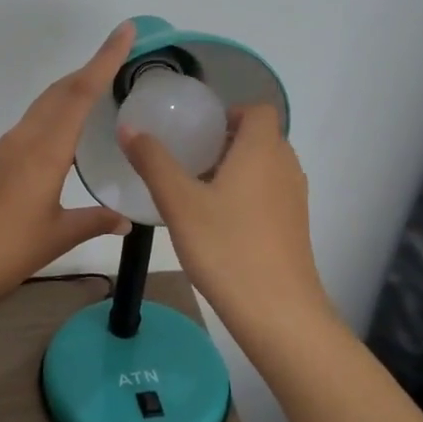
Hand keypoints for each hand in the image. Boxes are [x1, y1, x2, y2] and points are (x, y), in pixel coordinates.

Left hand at [0, 23, 135, 313]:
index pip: (80, 94)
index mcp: (45, 151)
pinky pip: (30, 126)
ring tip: (97, 89)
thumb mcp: (57, 236)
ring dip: (70, 91)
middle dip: (89, 70)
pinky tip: (62, 133)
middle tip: (118, 56)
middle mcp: (23, 140)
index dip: (105, 60)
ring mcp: (4, 151)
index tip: (124, 31)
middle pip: (59, 92)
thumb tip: (125, 220)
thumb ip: (93, 222)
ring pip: (42, 107)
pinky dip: (53, 115)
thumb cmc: (5, 250)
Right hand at [118, 105, 335, 345]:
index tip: (197, 132)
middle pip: (261, 138)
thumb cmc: (226, 246)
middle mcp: (286, 167)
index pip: (258, 110)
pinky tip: (218, 222)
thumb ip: (153, 161)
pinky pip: (271, 194)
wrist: (277, 311)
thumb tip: (127, 127)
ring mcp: (295, 199)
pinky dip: (248, 194)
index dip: (229, 113)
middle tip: (188, 159)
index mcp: (262, 150)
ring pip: (266, 167)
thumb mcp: (179, 202)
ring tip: (198, 190)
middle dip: (226, 142)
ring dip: (236, 169)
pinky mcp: (295, 227)